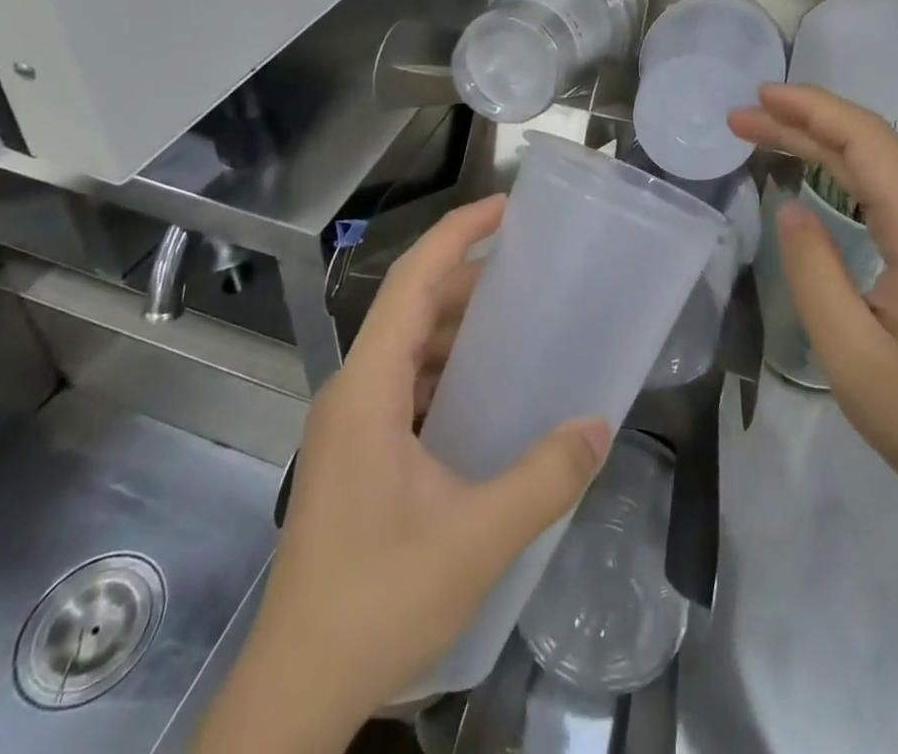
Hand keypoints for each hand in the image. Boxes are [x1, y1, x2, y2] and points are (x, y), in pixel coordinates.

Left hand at [204, 198, 609, 751]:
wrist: (298, 690)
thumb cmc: (376, 601)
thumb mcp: (475, 539)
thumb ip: (544, 479)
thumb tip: (599, 425)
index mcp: (367, 389)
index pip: (411, 282)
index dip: (457, 233)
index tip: (505, 206)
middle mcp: (352, 391)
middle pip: (411, 306)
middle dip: (468, 275)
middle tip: (531, 266)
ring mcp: (350, 423)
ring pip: (408, 345)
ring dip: (458, 323)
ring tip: (518, 318)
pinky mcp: (357, 452)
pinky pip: (406, 382)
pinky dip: (447, 366)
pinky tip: (487, 389)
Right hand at [729, 84, 897, 522]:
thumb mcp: (852, 355)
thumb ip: (814, 272)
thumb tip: (791, 209)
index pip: (865, 141)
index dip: (810, 109)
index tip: (758, 97)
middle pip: (871, 145)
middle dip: (803, 122)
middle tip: (741, 119)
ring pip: (882, 164)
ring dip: (823, 142)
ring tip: (766, 135)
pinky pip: (893, 190)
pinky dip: (846, 170)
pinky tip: (819, 176)